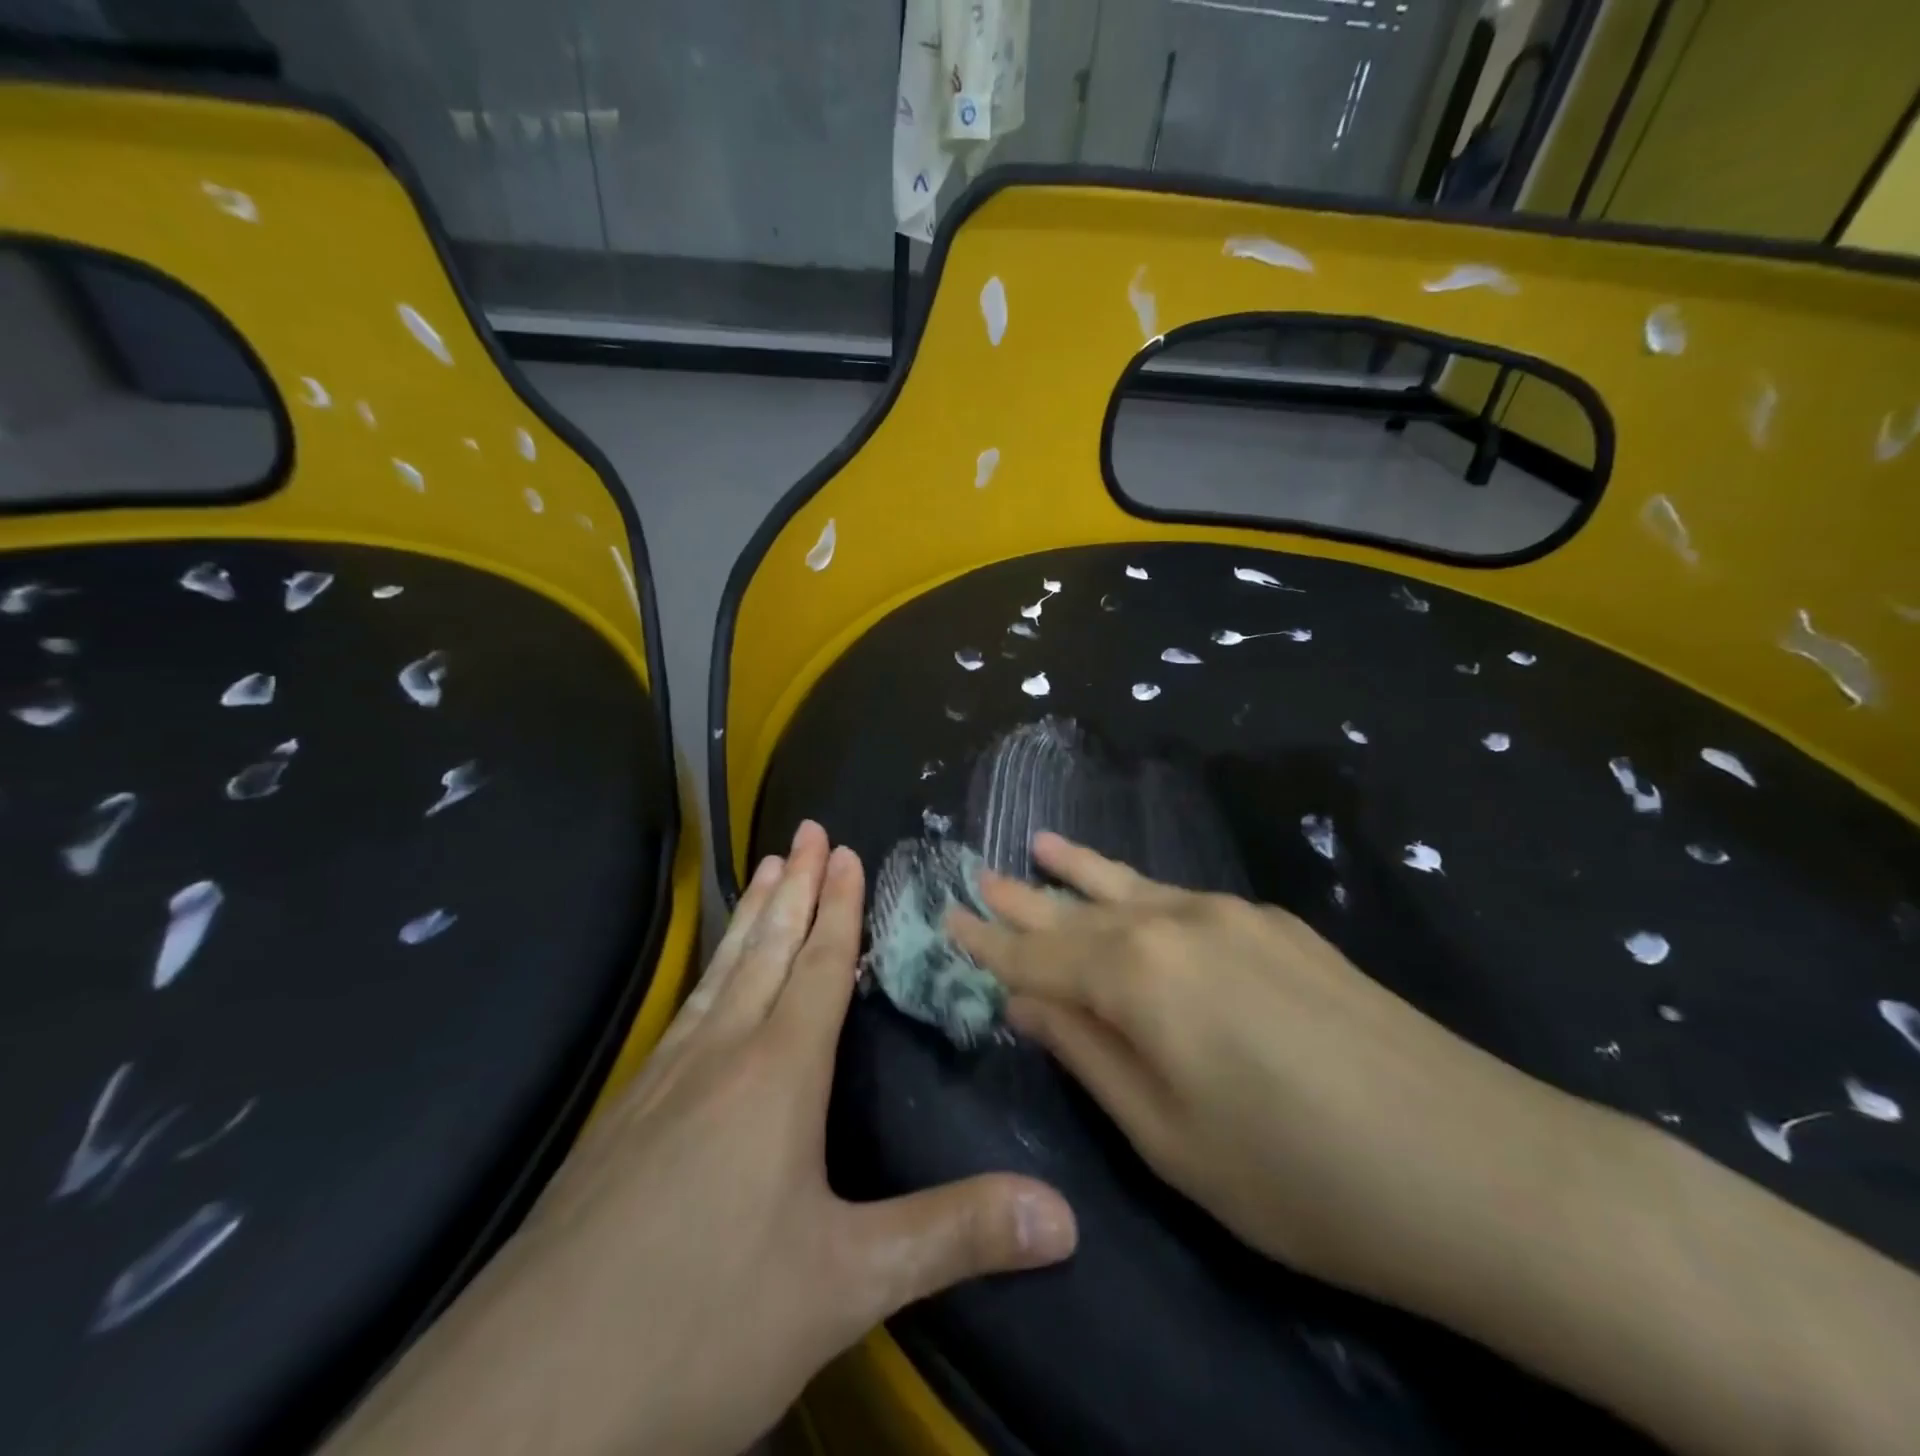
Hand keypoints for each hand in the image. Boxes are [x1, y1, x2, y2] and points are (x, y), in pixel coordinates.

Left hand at [327, 823, 1076, 1455]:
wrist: (524, 1397)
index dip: (837, 907)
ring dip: (749, 919)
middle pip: (766, 951)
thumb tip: (1067, 1217)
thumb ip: (955, 1236)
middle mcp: (717, 1059)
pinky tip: (704, 991)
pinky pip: (682, 1017)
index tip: (843, 849)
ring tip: (764, 871)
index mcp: (775, 1075)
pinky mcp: (618, 1122)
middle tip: (805, 830)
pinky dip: (708, 977)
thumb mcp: (846, 1283)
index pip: (817, 968)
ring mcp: (658, 1085)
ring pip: (719, 977)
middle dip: (793, 888)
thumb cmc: (704, 1321)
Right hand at [948, 831, 1594, 1311]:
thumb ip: (1089, 1054)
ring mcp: (1234, 915)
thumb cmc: (1300, 1177)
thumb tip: (1028, 1000)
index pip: (1038, 953)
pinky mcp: (1278, 925)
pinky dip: (1140, 891)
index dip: (990, 942)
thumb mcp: (1169, 1137)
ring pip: (1133, 887)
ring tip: (1039, 846)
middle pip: (1080, 909)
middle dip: (1025, 898)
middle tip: (978, 875)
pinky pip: (1183, 898)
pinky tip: (1132, 892)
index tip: (949, 919)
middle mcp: (1177, 923)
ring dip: (1081, 872)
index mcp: (1139, 975)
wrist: (1480, 1167)